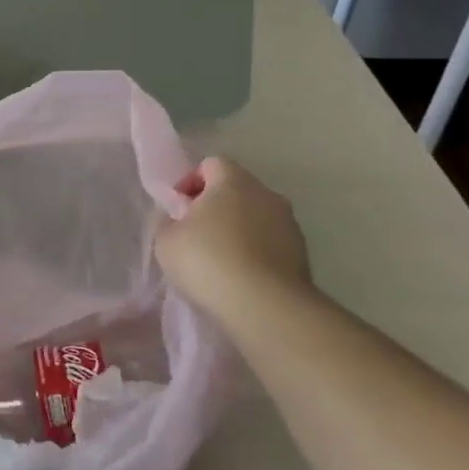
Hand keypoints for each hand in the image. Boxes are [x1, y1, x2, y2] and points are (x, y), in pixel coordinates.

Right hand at [155, 157, 312, 316]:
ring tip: (218, 260)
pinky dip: (255, 252)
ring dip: (238, 229)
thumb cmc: (207, 261)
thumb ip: (168, 221)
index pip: (211, 164)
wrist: (264, 305)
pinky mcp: (302, 254)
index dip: (191, 182)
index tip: (179, 209)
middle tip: (194, 234)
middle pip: (236, 189)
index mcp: (233, 181)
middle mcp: (267, 194)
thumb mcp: (166, 240)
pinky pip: (270, 243)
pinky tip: (239, 276)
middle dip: (215, 206)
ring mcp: (289, 224)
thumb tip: (178, 218)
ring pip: (256, 217)